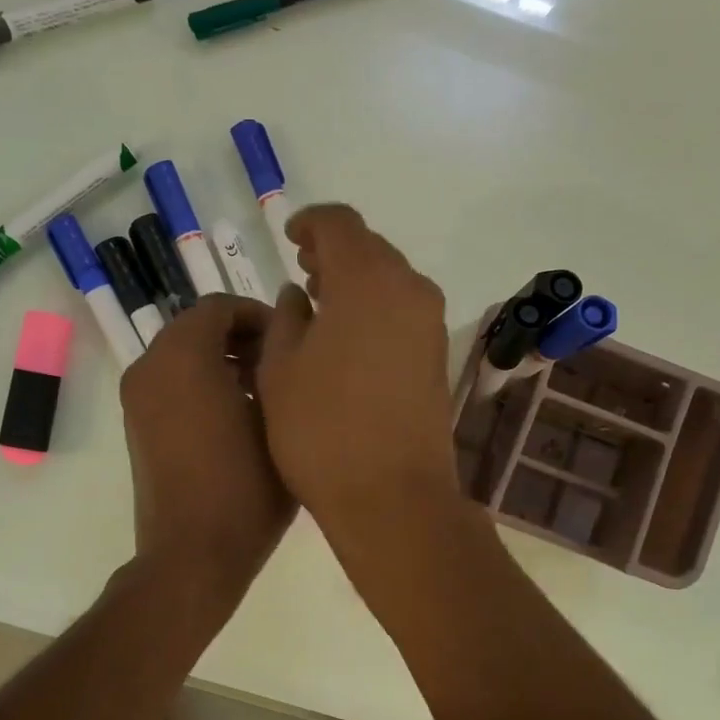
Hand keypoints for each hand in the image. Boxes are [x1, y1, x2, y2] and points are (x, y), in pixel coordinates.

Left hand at [121, 295, 295, 618]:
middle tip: (280, 363)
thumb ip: (277, 363)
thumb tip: (280, 336)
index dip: (258, 315)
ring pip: (182, 354)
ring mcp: (137, 398)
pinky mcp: (136, 424)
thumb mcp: (278, 418)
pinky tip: (236, 413)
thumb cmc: (245, 488)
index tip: (290, 340)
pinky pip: (170, 381)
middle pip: (196, 326)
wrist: (192, 554)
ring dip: (221, 358)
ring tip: (263, 389)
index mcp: (183, 357)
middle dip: (240, 336)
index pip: (219, 306)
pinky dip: (200, 380)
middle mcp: (150, 367)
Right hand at [257, 205, 460, 539]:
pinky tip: (348, 338)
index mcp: (365, 280)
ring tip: (320, 304)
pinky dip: (375, 308)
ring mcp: (430, 323)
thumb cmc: (322, 430)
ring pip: (390, 280)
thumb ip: (286, 318)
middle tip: (302, 271)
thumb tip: (300, 295)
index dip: (310, 223)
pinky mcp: (438, 355)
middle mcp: (409, 289)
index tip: (290, 239)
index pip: (340, 224)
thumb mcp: (280, 369)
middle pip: (370, 249)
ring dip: (355, 281)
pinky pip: (403, 310)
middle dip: (334, 252)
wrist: (393, 496)